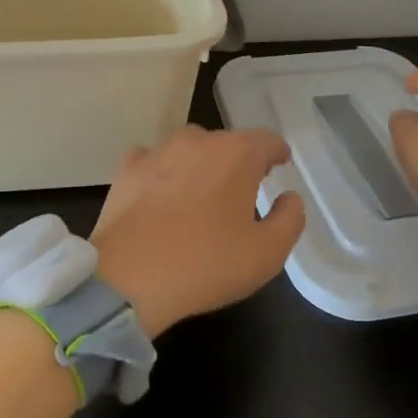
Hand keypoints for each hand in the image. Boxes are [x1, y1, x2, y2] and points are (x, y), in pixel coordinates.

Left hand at [90, 126, 305, 337]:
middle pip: (227, 143)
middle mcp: (198, 140)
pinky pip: (153, 162)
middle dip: (238, 163)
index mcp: (237, 154)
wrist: (129, 278)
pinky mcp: (127, 169)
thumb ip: (290, 219)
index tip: (279, 168)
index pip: (267, 140)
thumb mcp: (267, 254)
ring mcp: (158, 151)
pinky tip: (160, 198)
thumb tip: (289, 197)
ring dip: (199, 166)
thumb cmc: (206, 264)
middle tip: (240, 194)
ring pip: (189, 149)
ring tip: (199, 198)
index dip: (277, 153)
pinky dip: (162, 174)